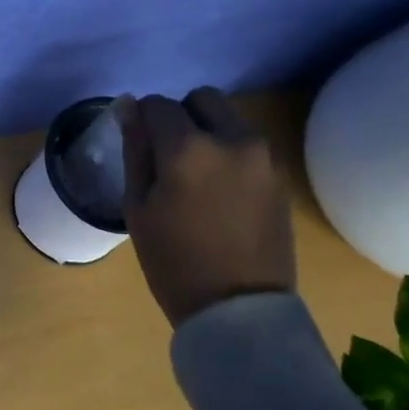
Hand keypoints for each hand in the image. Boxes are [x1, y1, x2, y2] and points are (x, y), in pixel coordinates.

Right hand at [117, 89, 295, 325]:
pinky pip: (248, 144)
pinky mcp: (279, 175)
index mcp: (188, 148)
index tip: (139, 144)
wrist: (238, 311)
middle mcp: (232, 140)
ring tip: (197, 174)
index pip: (159, 105)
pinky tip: (220, 190)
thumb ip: (136, 150)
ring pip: (229, 118)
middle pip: (201, 99)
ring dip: (208, 131)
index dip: (143, 118)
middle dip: (181, 116)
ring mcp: (263, 157)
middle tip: (169, 155)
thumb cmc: (174, 262)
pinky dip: (230, 151)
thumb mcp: (138, 207)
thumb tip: (129, 106)